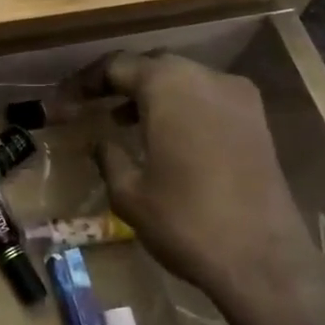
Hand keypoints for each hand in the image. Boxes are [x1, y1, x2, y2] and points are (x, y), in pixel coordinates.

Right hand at [90, 53, 324, 324]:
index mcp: (169, 86)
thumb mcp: (129, 193)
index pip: (117, 66)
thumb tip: (100, 140)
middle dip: (119, 82)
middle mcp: (206, 78)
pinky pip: (207, 98)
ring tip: (121, 120)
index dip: (84, 83)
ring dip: (151, 94)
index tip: (62, 105)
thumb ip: (109, 156)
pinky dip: (180, 106)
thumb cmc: (185, 221)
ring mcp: (238, 97)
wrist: (263, 259)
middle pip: (152, 65)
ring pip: (183, 79)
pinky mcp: (256, 121)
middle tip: (90, 105)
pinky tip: (164, 136)